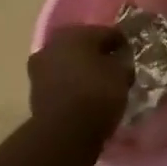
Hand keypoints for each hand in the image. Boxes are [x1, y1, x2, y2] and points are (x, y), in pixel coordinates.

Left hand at [28, 25, 133, 139]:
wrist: (63, 133)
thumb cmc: (96, 95)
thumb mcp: (121, 76)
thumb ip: (122, 63)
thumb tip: (119, 61)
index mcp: (76, 33)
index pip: (106, 32)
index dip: (122, 43)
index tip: (131, 56)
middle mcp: (54, 43)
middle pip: (83, 46)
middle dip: (98, 55)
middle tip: (114, 69)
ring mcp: (40, 67)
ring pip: (69, 63)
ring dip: (82, 71)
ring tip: (99, 86)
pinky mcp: (35, 90)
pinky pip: (60, 82)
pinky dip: (71, 86)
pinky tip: (84, 97)